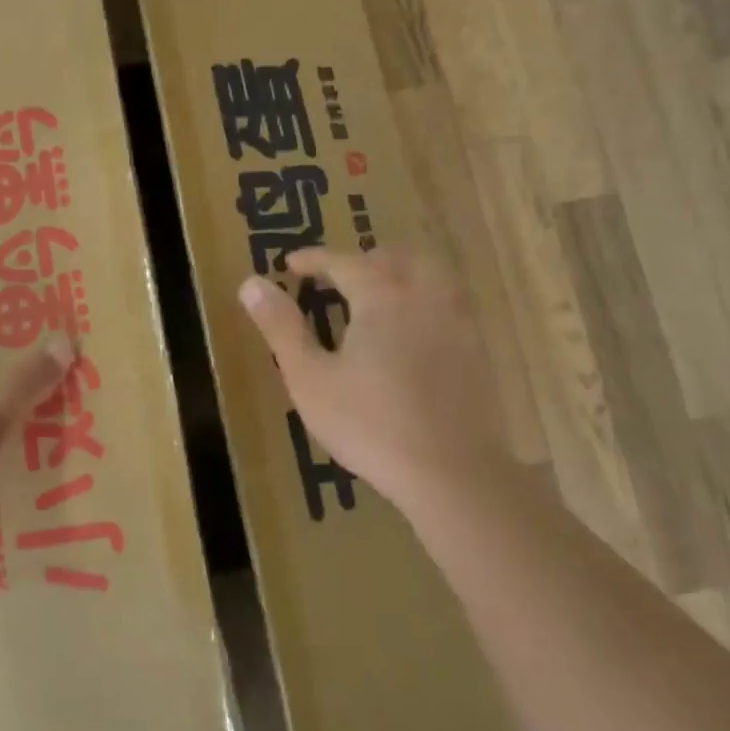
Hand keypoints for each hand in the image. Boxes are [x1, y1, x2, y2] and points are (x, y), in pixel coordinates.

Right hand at [238, 248, 512, 527]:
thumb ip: (281, 327)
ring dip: (401, 273)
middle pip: (397, 258)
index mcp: (382, 297)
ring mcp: (459, 322)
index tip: (290, 263)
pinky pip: (451, 304)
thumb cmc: (370, 424)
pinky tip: (414, 331)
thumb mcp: (310, 378)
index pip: (343, 261)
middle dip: (364, 259)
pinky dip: (425, 300)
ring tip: (378, 295)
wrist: (452, 472)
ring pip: (432, 275)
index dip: (314, 259)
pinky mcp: (478, 350)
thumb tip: (251, 283)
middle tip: (338, 278)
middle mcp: (425, 297)